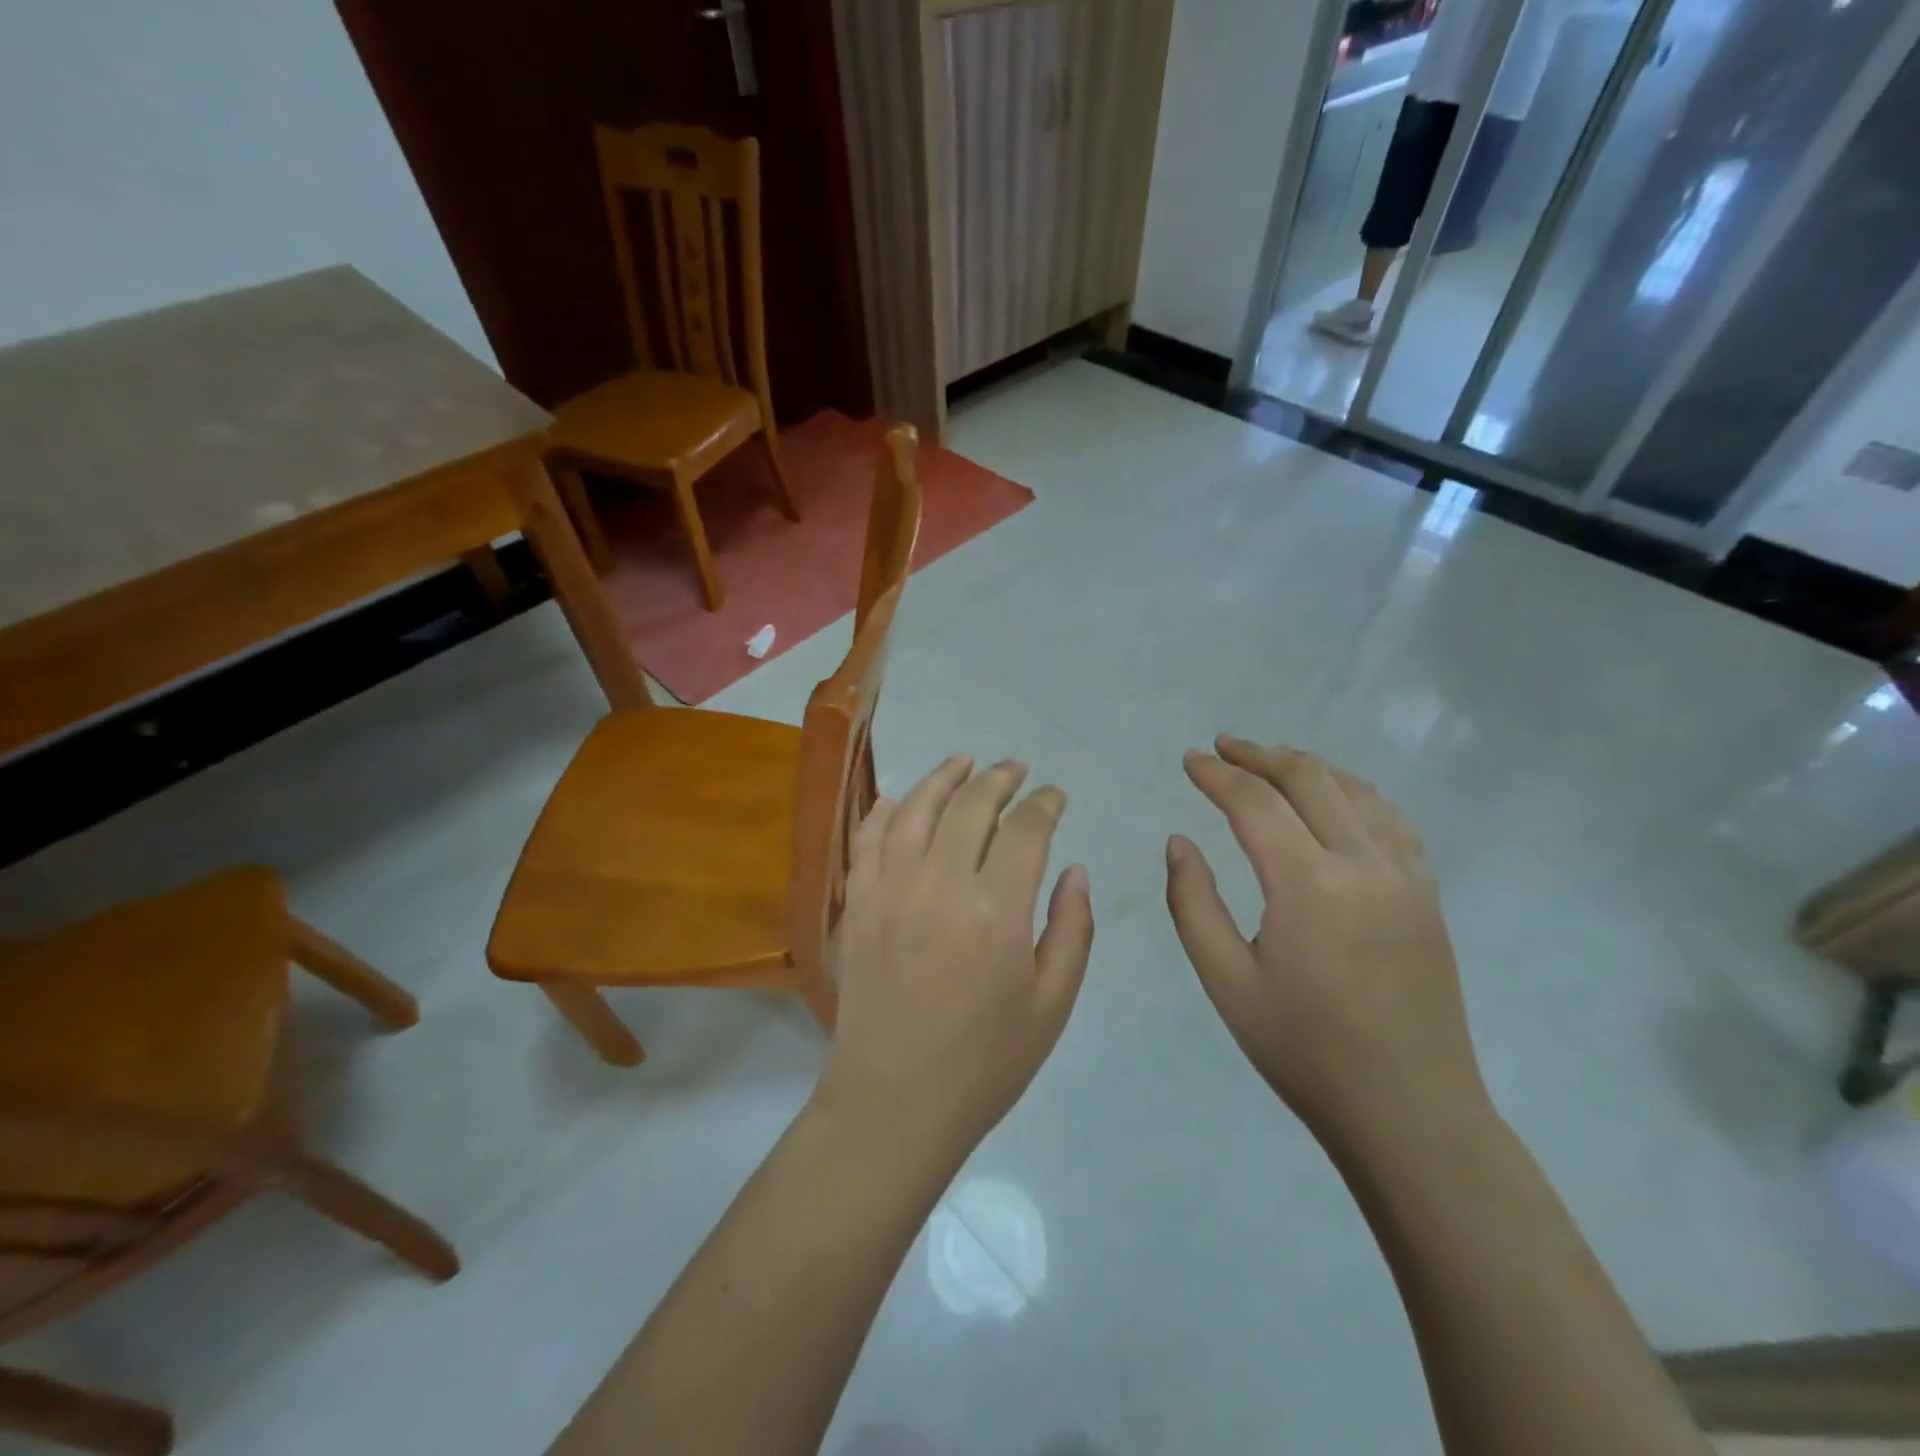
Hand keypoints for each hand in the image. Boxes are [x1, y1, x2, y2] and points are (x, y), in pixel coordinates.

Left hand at [815, 756, 1094, 1160]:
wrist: (894, 1101)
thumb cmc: (985, 1063)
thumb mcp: (1052, 1005)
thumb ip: (1071, 929)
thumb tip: (1075, 870)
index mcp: (997, 911)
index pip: (1026, 830)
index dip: (1045, 804)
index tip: (1055, 796)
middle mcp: (940, 884)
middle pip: (971, 806)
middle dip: (1000, 779)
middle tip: (1016, 768)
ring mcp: (890, 889)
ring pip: (917, 808)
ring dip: (944, 777)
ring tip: (965, 762)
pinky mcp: (857, 903)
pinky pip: (869, 838)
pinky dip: (887, 809)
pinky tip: (902, 798)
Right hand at [1165, 736, 1488, 1147]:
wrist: (1411, 1112)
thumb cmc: (1305, 1050)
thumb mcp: (1226, 982)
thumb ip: (1193, 903)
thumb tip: (1180, 842)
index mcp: (1309, 885)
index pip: (1255, 803)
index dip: (1217, 775)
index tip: (1189, 760)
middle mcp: (1364, 864)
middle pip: (1309, 778)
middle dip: (1259, 755)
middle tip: (1221, 748)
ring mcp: (1406, 876)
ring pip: (1354, 789)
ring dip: (1306, 766)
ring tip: (1267, 763)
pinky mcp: (1427, 894)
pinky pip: (1389, 818)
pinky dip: (1351, 792)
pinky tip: (1332, 798)